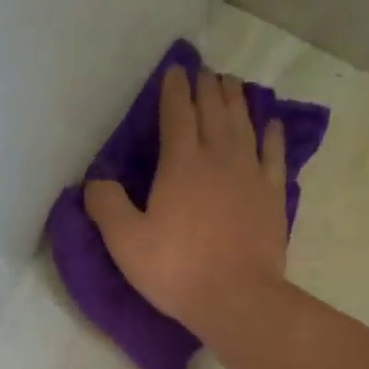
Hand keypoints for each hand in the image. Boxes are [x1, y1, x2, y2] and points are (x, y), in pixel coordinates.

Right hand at [84, 66, 288, 333]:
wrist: (236, 297)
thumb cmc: (176, 269)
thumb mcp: (125, 242)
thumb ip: (106, 205)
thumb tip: (94, 181)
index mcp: (181, 164)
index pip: (177, 114)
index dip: (174, 90)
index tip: (175, 71)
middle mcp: (218, 156)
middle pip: (213, 110)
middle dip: (206, 87)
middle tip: (204, 71)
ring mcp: (250, 173)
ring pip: (243, 123)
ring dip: (236, 100)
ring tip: (231, 83)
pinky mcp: (272, 194)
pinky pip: (274, 153)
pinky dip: (271, 134)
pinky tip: (271, 123)